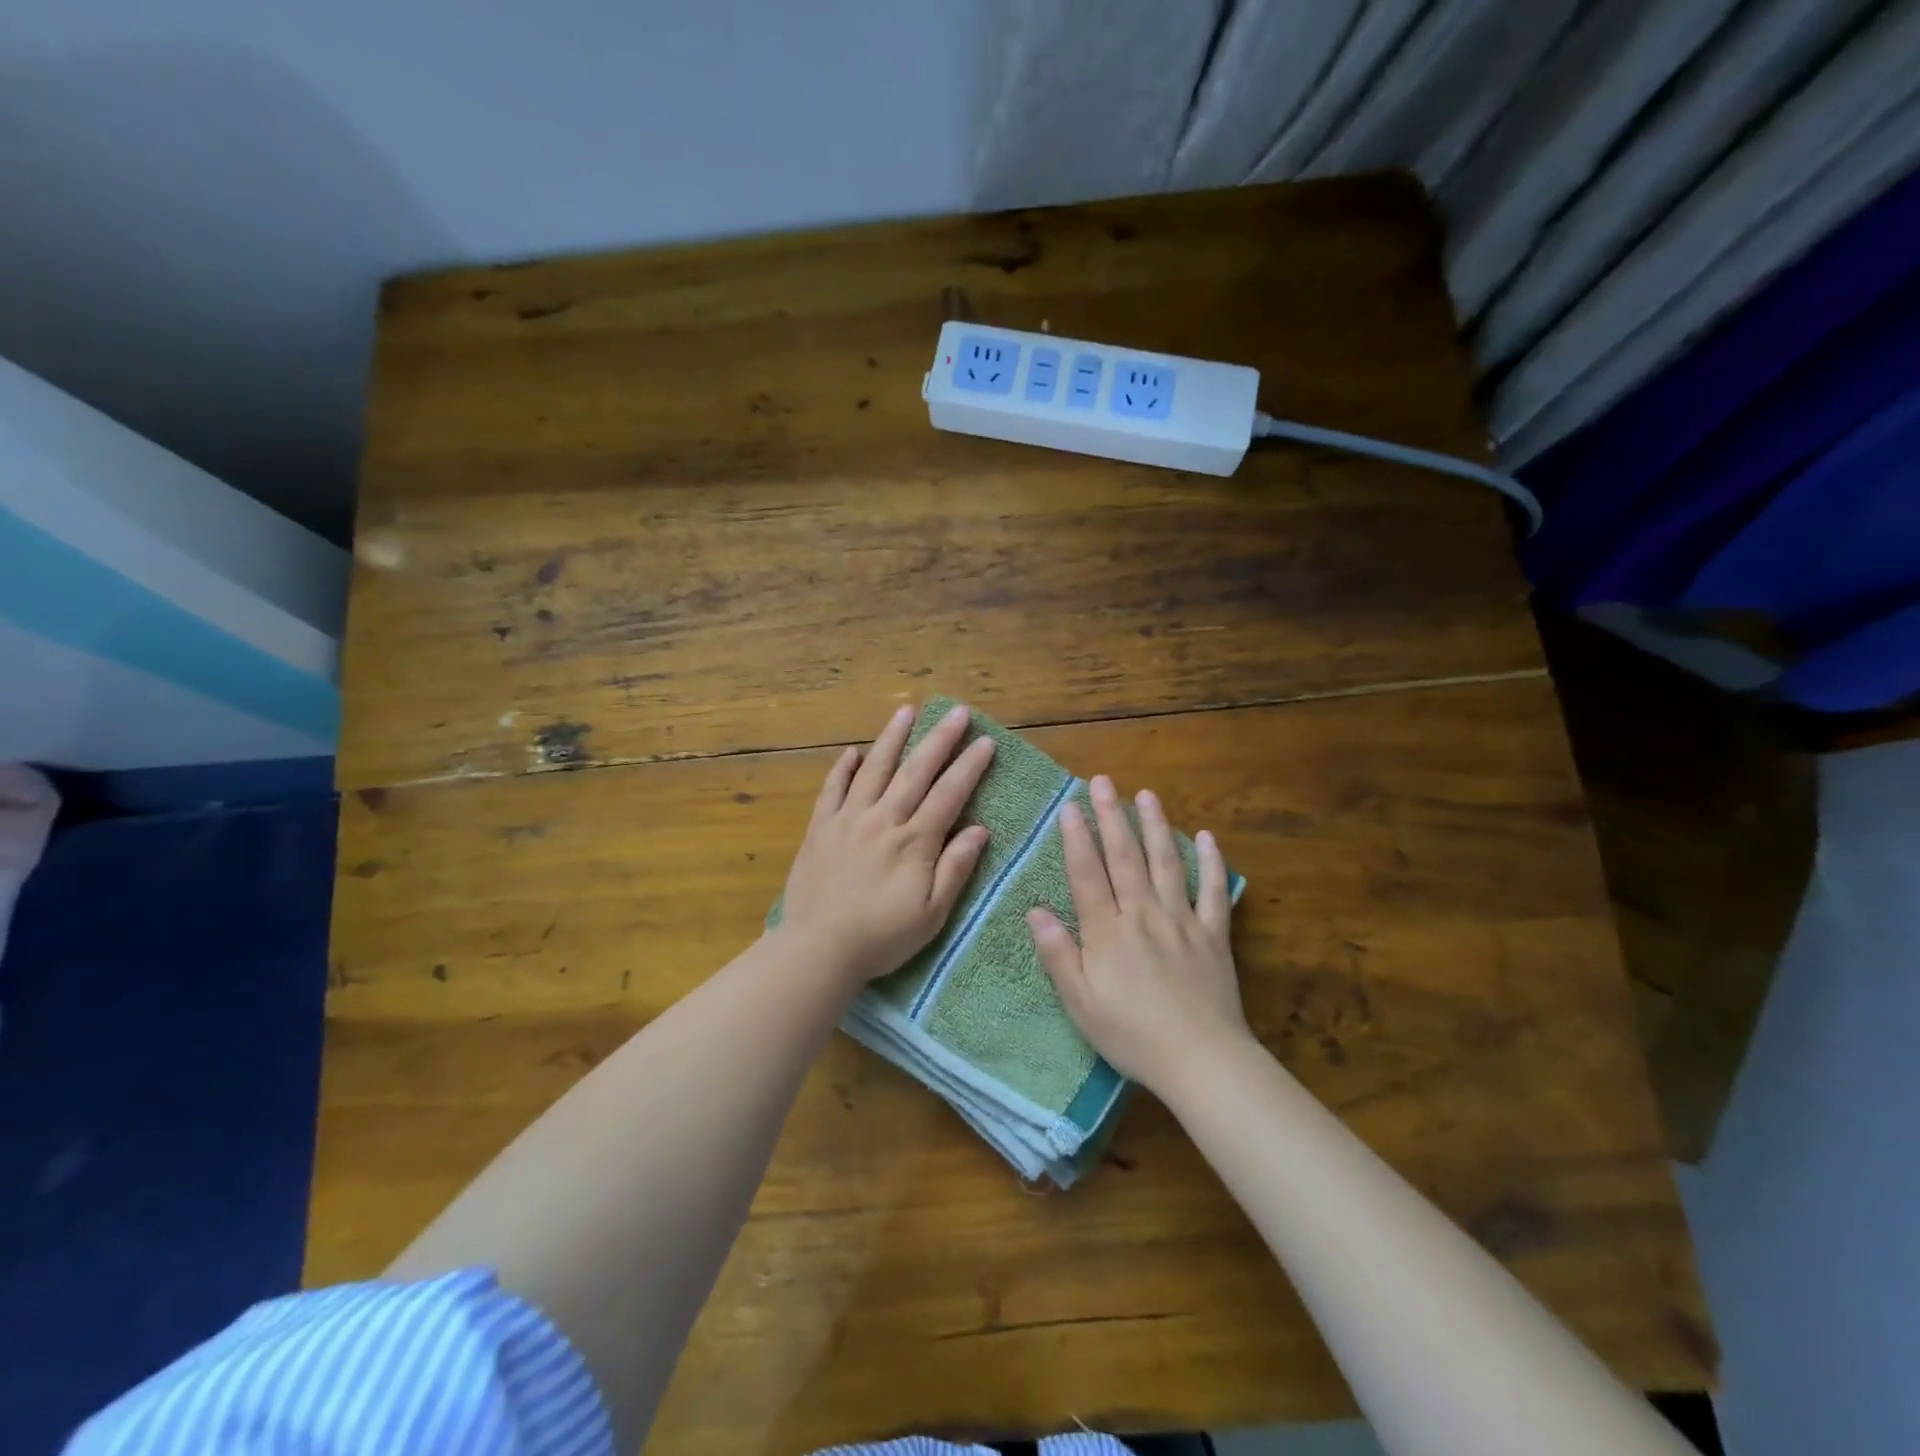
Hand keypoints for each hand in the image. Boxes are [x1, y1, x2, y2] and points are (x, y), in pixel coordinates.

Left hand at [777, 703, 995, 986]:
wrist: (818, 949)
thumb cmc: (882, 937)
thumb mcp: (932, 914)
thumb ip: (955, 869)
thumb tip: (980, 830)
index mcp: (914, 842)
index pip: (948, 794)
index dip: (969, 767)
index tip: (986, 742)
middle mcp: (883, 820)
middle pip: (916, 771)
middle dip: (939, 739)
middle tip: (957, 711)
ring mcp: (848, 820)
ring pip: (874, 770)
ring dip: (892, 738)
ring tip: (906, 710)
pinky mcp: (820, 828)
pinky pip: (832, 790)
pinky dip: (843, 768)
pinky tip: (853, 751)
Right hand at [1028, 775, 1248, 1095]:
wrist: (1201, 1061)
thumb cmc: (1132, 1035)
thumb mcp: (1080, 1003)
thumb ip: (1058, 954)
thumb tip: (1035, 910)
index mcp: (1108, 931)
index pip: (1088, 874)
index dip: (1076, 838)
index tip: (1069, 805)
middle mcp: (1143, 914)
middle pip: (1125, 857)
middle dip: (1111, 816)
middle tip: (1102, 781)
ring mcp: (1182, 921)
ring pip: (1166, 863)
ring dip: (1155, 826)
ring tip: (1146, 795)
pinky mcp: (1214, 935)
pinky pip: (1214, 892)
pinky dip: (1212, 863)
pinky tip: (1207, 837)